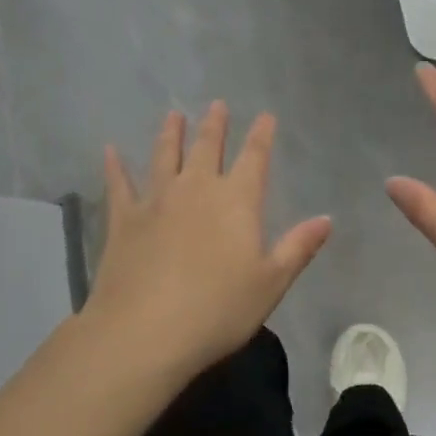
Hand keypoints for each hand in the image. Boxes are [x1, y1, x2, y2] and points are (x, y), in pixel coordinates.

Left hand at [80, 101, 331, 380]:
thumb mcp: (271, 283)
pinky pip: (119, 185)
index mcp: (237, 201)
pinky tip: (109, 150)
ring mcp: (156, 200)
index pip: (254, 158)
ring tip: (174, 114)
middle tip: (217, 104)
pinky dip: (115, 166)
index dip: (261, 135)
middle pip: (208, 148)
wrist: (144, 332)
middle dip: (215, 125)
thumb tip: (326, 219)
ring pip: (165, 156)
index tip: (265, 116)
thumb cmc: (218, 310)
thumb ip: (298, 247)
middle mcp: (197, 189)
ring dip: (171, 134)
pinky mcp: (124, 220)